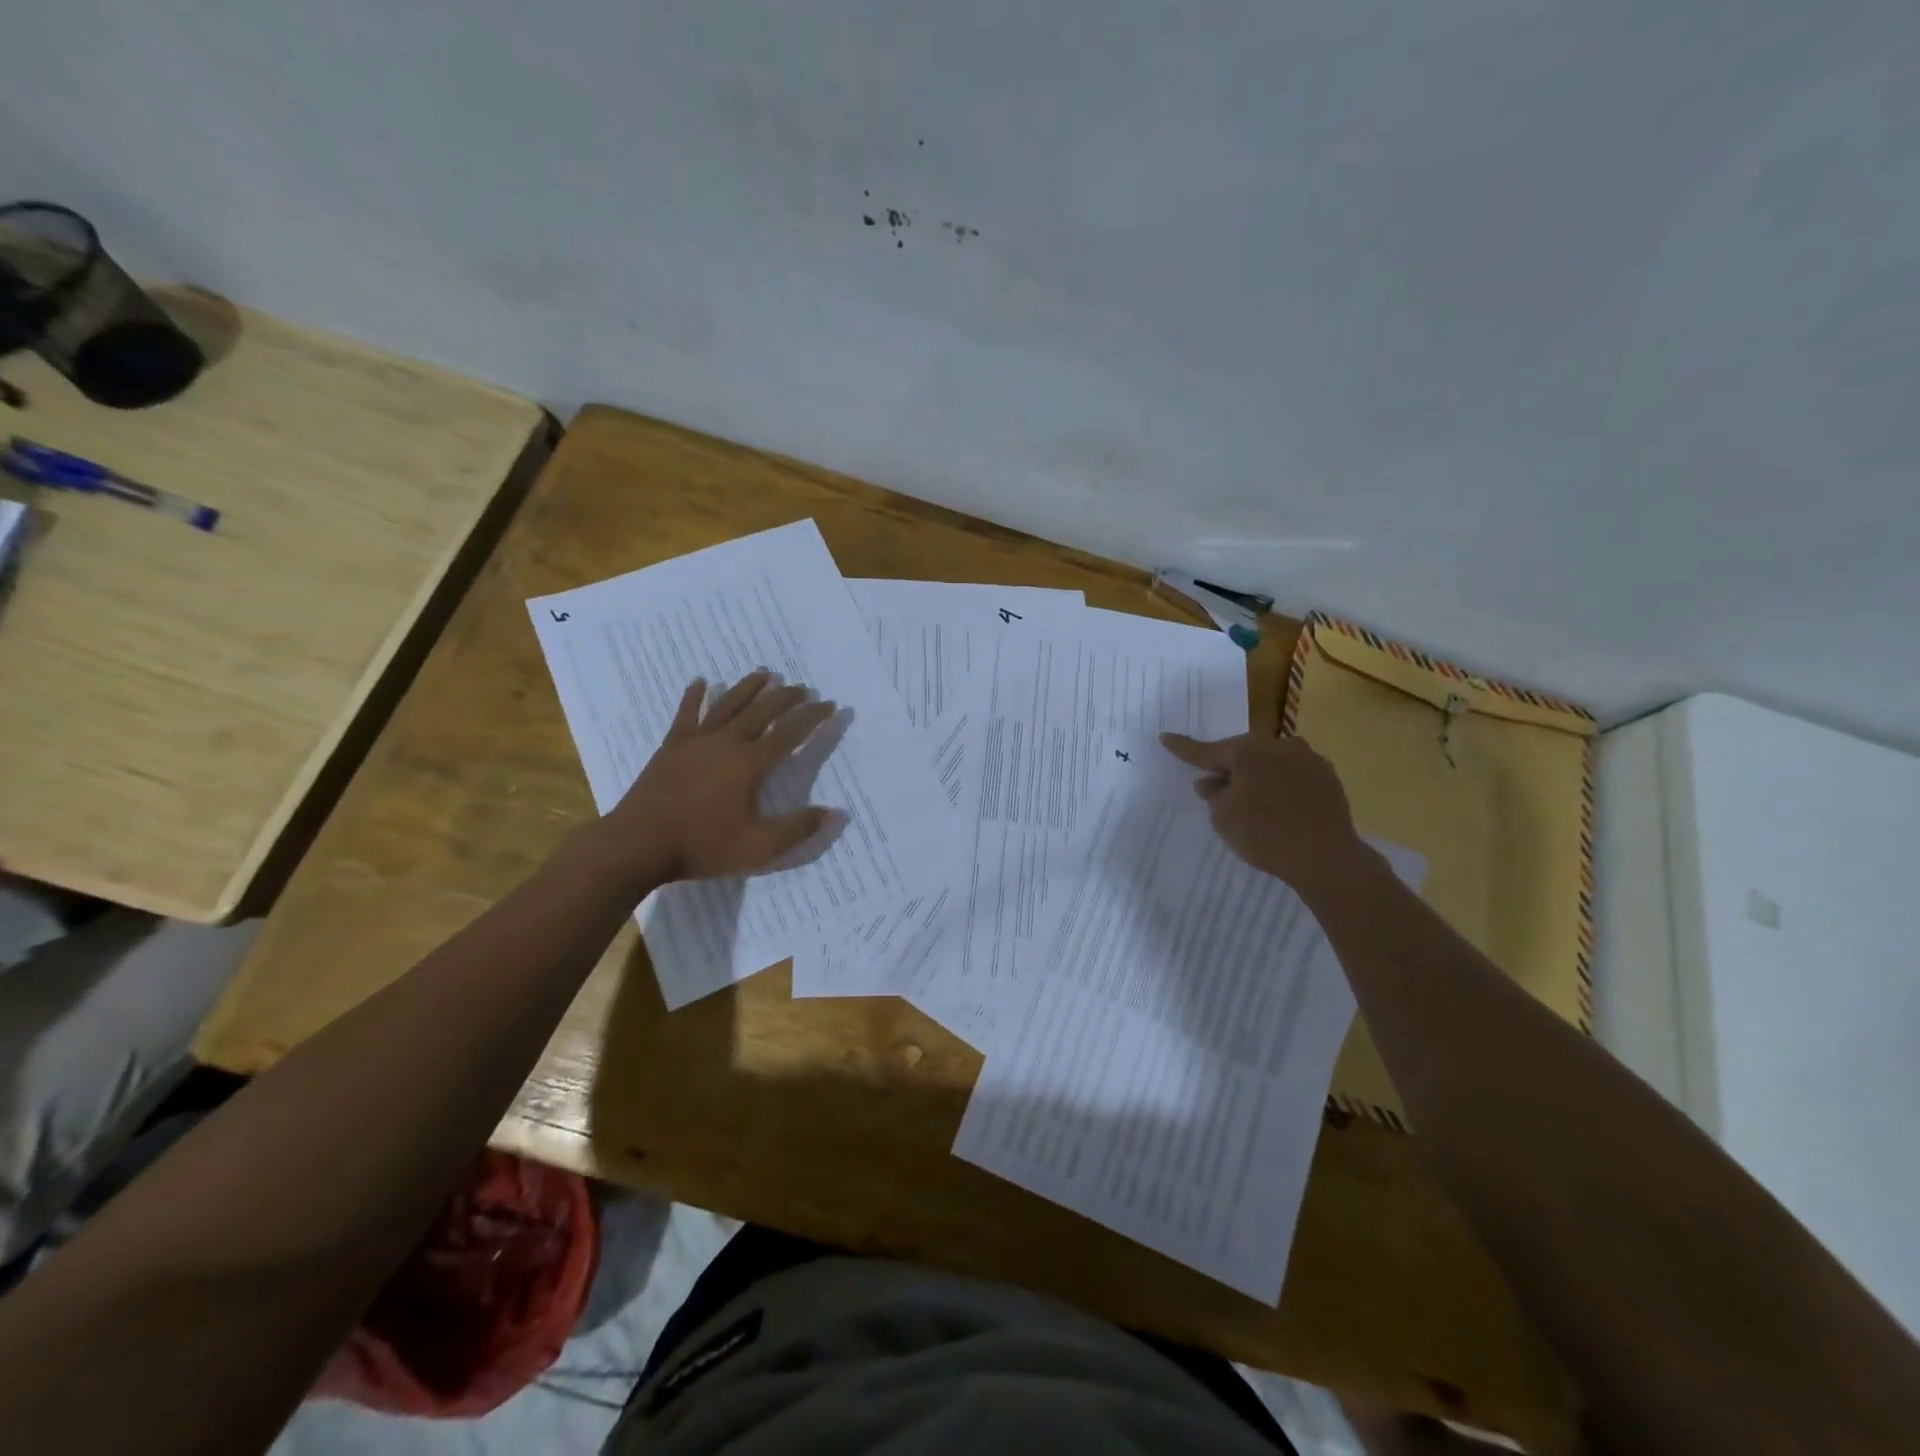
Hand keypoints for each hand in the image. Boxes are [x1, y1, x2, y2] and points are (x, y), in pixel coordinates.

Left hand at [600, 671, 837, 887]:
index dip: (813, 717)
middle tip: (802, 688)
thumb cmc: (703, 846)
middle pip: (761, 711)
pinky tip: (700, 682)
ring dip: (748, 687)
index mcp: (750, 764)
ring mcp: (695, 742)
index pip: (790, 733)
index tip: (830, 705)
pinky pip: (686, 715)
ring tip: (764, 673)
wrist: (638, 845)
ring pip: (727, 704)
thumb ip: (798, 828)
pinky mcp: (671, 748)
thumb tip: (835, 814)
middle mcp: (726, 743)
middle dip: (785, 697)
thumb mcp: (759, 847)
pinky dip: (694, 696)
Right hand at [1159, 731, 1367, 891]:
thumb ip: (1213, 794)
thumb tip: (1210, 781)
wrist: (1325, 858)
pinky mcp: (1328, 778)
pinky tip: (1280, 806)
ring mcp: (1309, 759)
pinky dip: (1281, 785)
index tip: (1165, 737)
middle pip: (1244, 753)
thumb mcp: (1223, 817)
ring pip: (1271, 762)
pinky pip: (1294, 775)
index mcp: (1248, 751)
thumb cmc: (1264, 834)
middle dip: (1228, 767)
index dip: (1184, 748)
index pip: (1207, 751)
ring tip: (1251, 800)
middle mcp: (1279, 746)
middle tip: (1215, 785)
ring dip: (1257, 775)